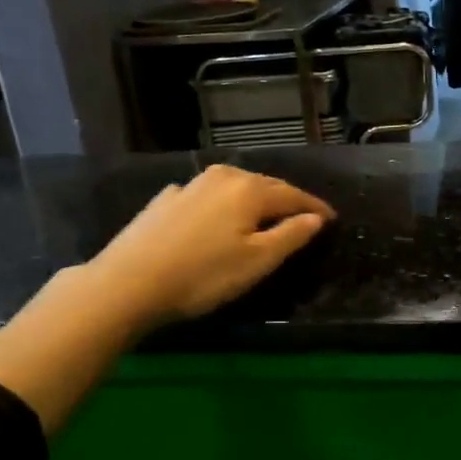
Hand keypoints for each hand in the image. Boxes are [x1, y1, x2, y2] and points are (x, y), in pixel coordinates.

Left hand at [89, 164, 333, 327]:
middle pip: (264, 185)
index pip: (293, 195)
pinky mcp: (165, 200)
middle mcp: (222, 177)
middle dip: (286, 199)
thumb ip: (291, 236)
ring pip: (233, 187)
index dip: (315, 207)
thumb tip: (316, 218)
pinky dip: (221, 204)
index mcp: (250, 190)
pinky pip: (206, 196)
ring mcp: (190, 185)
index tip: (332, 218)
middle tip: (303, 216)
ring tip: (263, 214)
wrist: (128, 282)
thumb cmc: (203, 275)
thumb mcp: (257, 262)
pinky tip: (216, 216)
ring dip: (253, 198)